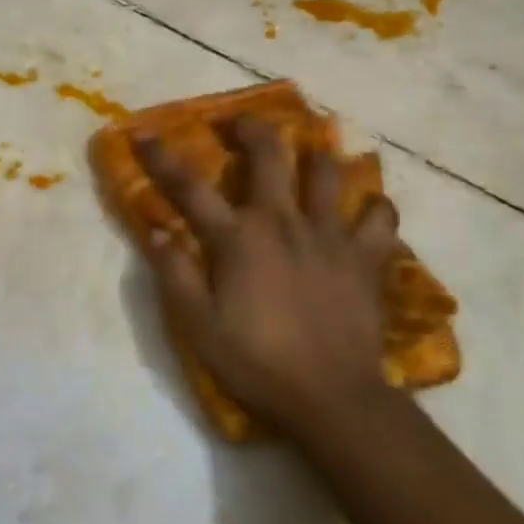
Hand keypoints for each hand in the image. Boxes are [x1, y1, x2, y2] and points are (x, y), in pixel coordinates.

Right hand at [137, 118, 401, 438]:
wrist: (331, 399)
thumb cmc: (257, 363)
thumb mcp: (198, 326)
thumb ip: (175, 274)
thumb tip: (159, 229)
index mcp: (239, 238)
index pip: (190, 187)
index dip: (162, 157)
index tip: (143, 132)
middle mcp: (285, 222)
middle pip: (270, 155)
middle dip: (252, 128)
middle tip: (241, 124)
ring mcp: (331, 236)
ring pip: (330, 173)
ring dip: (318, 156)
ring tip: (313, 152)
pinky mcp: (367, 258)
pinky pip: (381, 219)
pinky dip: (374, 209)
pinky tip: (367, 211)